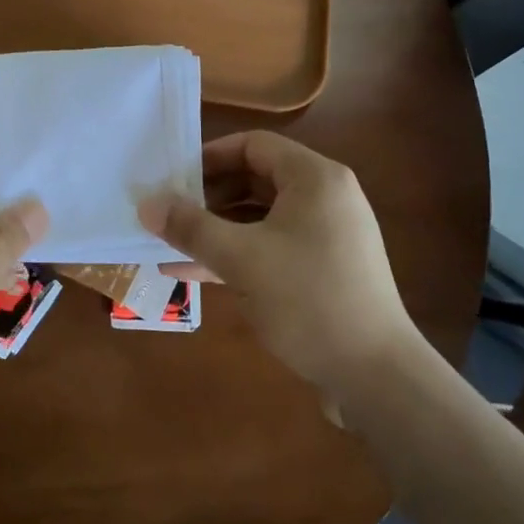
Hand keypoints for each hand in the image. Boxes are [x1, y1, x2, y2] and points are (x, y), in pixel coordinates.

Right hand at [139, 132, 419, 403]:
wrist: (376, 377)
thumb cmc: (308, 299)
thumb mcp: (241, 259)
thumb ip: (191, 227)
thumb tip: (146, 205)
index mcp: (314, 178)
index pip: (253, 146)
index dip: (209, 157)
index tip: (173, 178)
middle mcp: (324, 198)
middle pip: (256, 179)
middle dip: (208, 196)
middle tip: (169, 212)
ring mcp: (326, 236)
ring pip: (260, 218)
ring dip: (217, 229)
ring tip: (172, 243)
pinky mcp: (323, 270)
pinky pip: (271, 248)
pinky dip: (236, 254)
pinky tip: (193, 273)